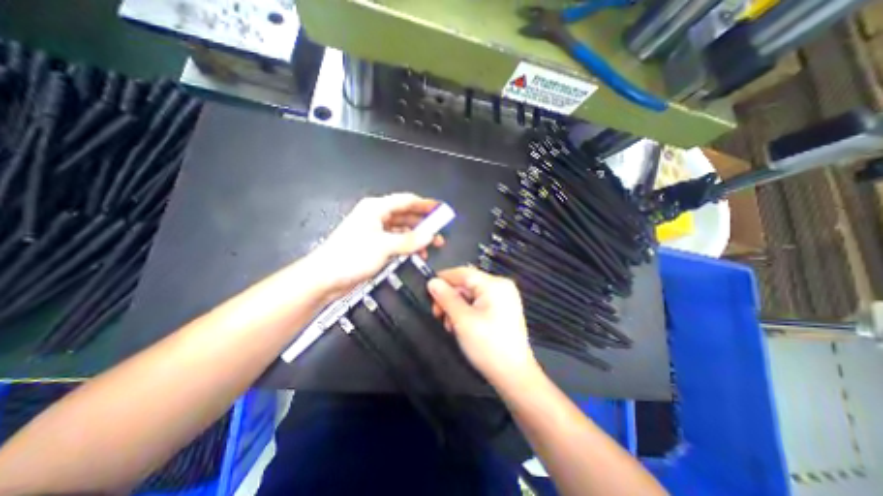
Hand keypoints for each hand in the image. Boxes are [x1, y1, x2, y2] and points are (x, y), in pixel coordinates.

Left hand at [313, 192, 448, 295]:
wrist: (325, 277)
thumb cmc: (351, 256)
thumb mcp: (384, 246)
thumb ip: (409, 240)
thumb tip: (431, 235)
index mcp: (376, 208)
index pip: (406, 200)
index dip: (425, 204)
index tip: (441, 210)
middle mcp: (376, 216)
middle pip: (406, 214)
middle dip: (424, 223)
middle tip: (440, 232)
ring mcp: (375, 231)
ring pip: (402, 229)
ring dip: (416, 236)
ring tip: (432, 245)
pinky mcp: (374, 245)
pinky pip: (396, 241)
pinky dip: (407, 246)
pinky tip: (416, 253)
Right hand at [424, 268, 533, 387]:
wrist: (513, 375)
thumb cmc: (488, 345)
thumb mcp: (462, 320)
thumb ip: (446, 298)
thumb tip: (432, 282)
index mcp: (494, 284)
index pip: (463, 273)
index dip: (444, 278)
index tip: (428, 289)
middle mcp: (501, 286)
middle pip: (467, 284)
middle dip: (450, 297)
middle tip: (437, 313)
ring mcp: (503, 298)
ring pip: (471, 294)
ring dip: (456, 306)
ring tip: (449, 324)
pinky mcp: (503, 309)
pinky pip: (479, 303)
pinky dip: (467, 311)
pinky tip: (459, 325)